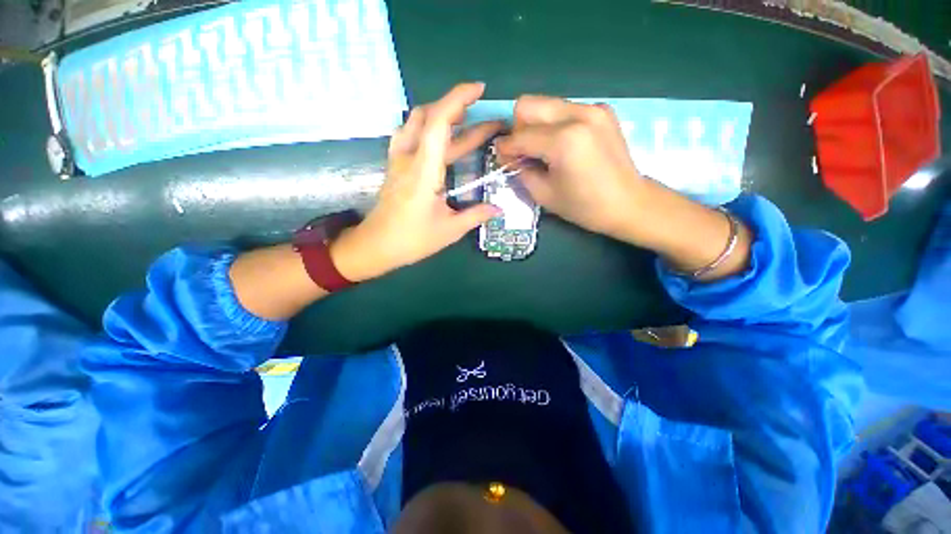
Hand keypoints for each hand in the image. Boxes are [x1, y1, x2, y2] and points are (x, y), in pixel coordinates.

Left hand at [330, 83, 502, 281]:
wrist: (376, 246)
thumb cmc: (412, 240)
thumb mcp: (449, 230)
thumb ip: (476, 216)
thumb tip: (498, 209)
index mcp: (423, 171)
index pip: (438, 123)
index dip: (457, 100)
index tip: (479, 90)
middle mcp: (408, 157)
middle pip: (428, 116)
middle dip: (457, 108)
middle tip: (483, 113)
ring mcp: (398, 160)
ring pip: (415, 122)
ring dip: (440, 114)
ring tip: (464, 119)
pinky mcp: (396, 166)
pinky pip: (410, 134)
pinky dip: (428, 127)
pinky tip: (439, 137)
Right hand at [496, 95, 751, 279]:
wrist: (629, 203)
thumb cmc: (585, 206)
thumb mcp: (544, 195)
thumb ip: (521, 170)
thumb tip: (510, 155)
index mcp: (564, 140)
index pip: (520, 135)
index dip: (505, 147)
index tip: (502, 158)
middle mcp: (578, 114)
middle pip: (528, 104)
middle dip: (518, 128)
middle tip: (523, 152)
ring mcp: (593, 109)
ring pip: (546, 104)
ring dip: (536, 126)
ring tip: (543, 151)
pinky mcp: (601, 110)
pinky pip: (565, 110)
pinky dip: (555, 125)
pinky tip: (563, 146)